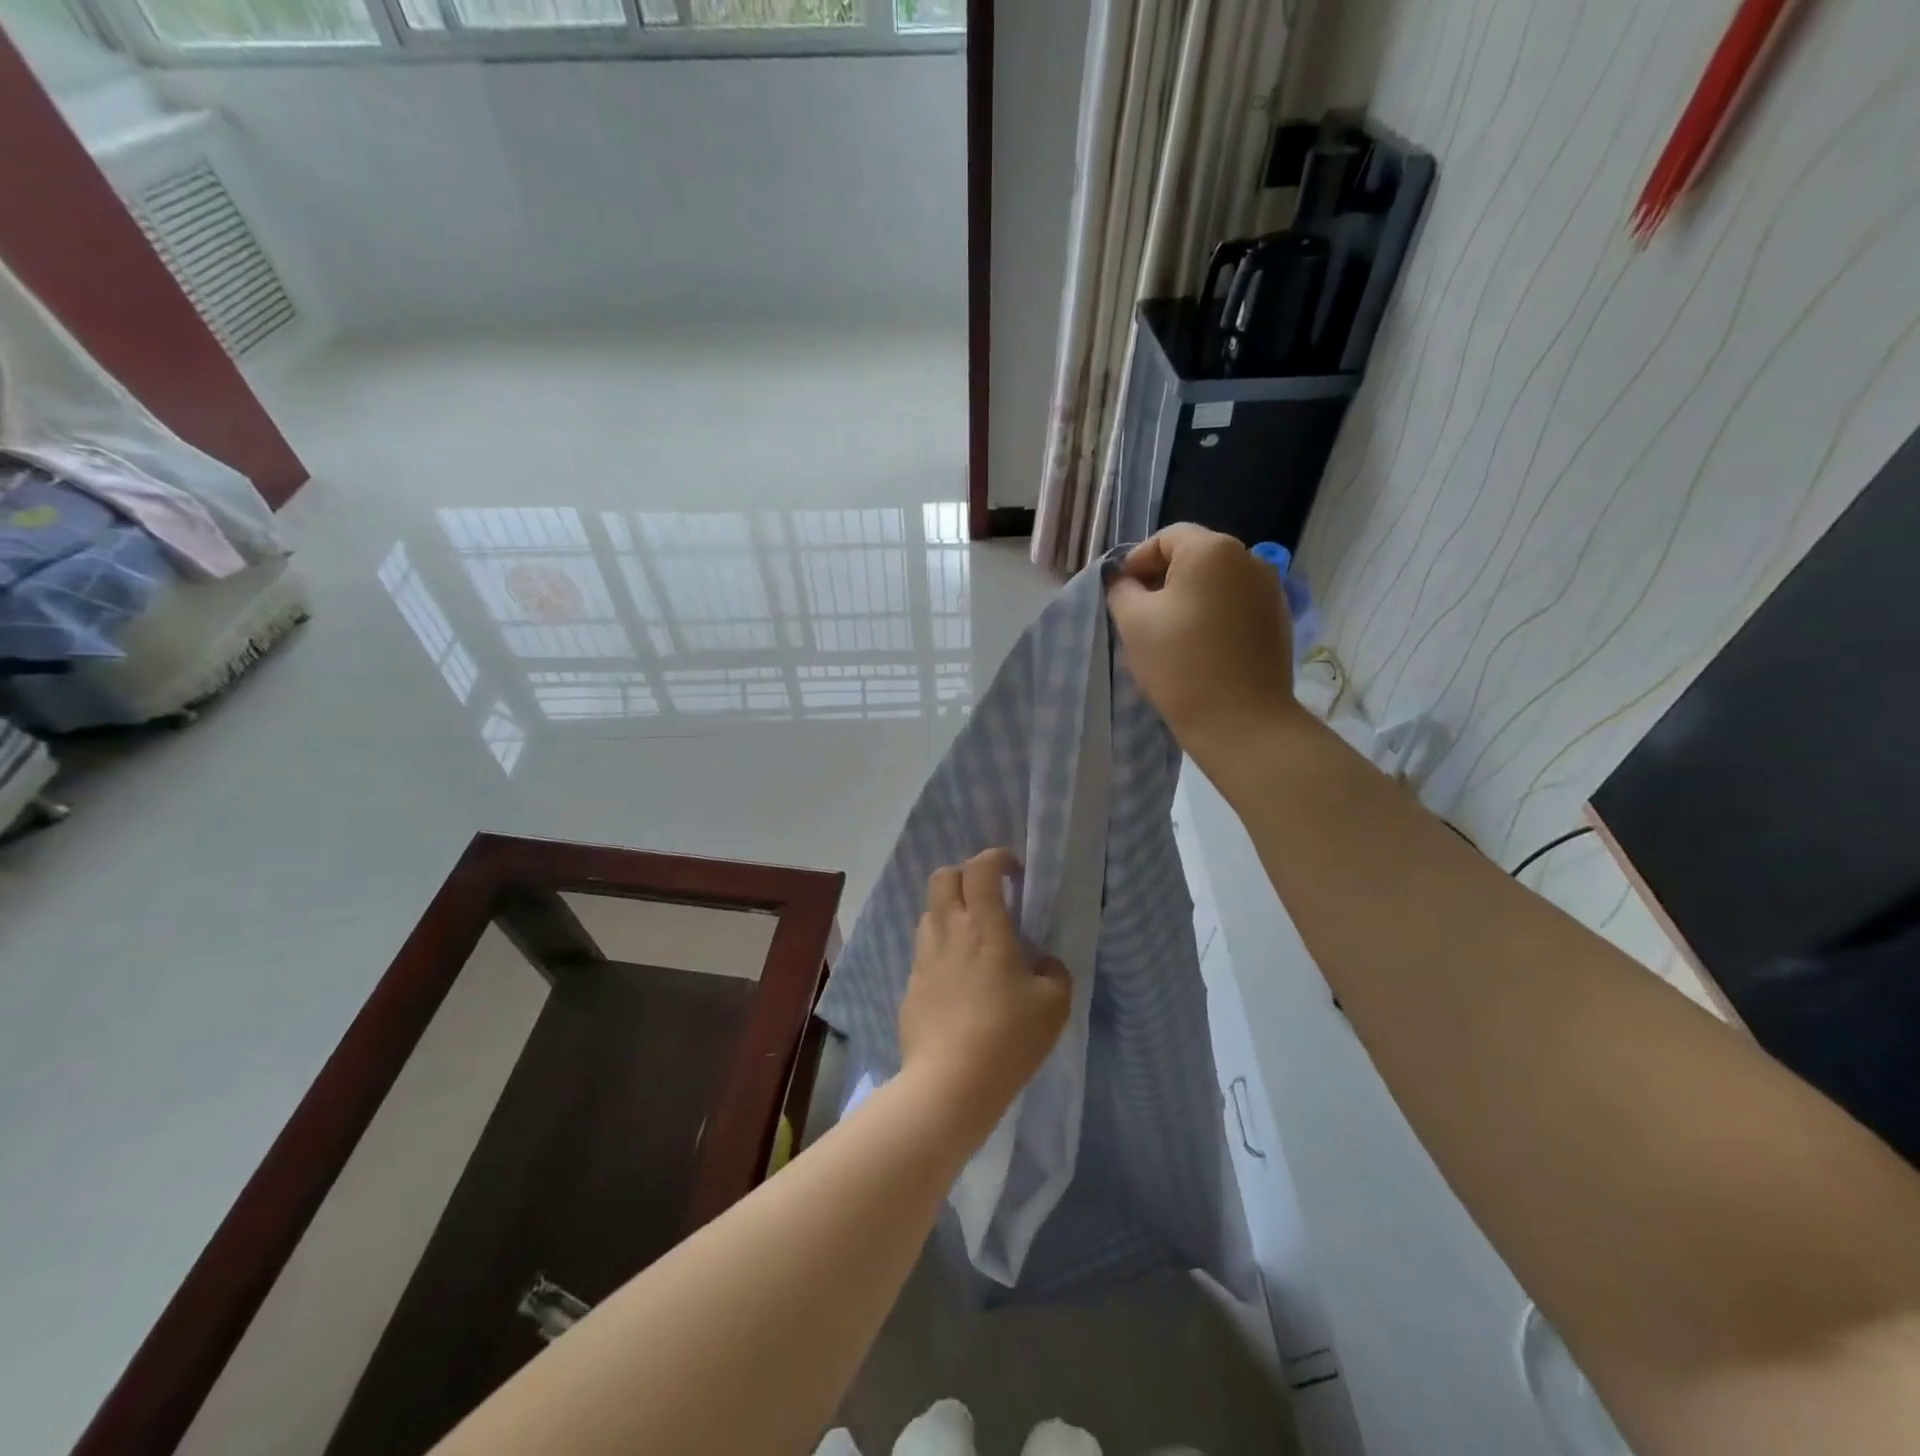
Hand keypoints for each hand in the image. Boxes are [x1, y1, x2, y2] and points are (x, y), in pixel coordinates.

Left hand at [898, 849, 1070, 1133]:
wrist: (949, 1084)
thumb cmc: (1008, 1038)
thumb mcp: (1054, 1004)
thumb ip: (1053, 970)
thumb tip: (1041, 960)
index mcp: (984, 927)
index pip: (980, 868)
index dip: (997, 858)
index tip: (1014, 872)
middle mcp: (948, 931)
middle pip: (943, 877)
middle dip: (965, 875)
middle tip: (989, 898)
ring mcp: (924, 958)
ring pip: (929, 913)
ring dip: (950, 912)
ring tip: (973, 940)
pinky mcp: (911, 985)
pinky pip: (925, 951)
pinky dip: (942, 950)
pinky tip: (958, 981)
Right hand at [1107, 524, 1302, 761]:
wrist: (1241, 721)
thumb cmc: (1180, 664)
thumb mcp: (1133, 622)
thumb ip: (1121, 589)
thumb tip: (1124, 580)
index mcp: (1213, 550)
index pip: (1166, 538)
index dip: (1137, 561)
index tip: (1122, 594)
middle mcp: (1249, 559)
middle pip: (1195, 556)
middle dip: (1163, 580)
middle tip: (1140, 616)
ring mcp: (1270, 590)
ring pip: (1217, 582)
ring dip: (1190, 598)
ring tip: (1170, 634)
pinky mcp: (1278, 620)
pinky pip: (1236, 605)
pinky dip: (1214, 616)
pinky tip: (1201, 648)